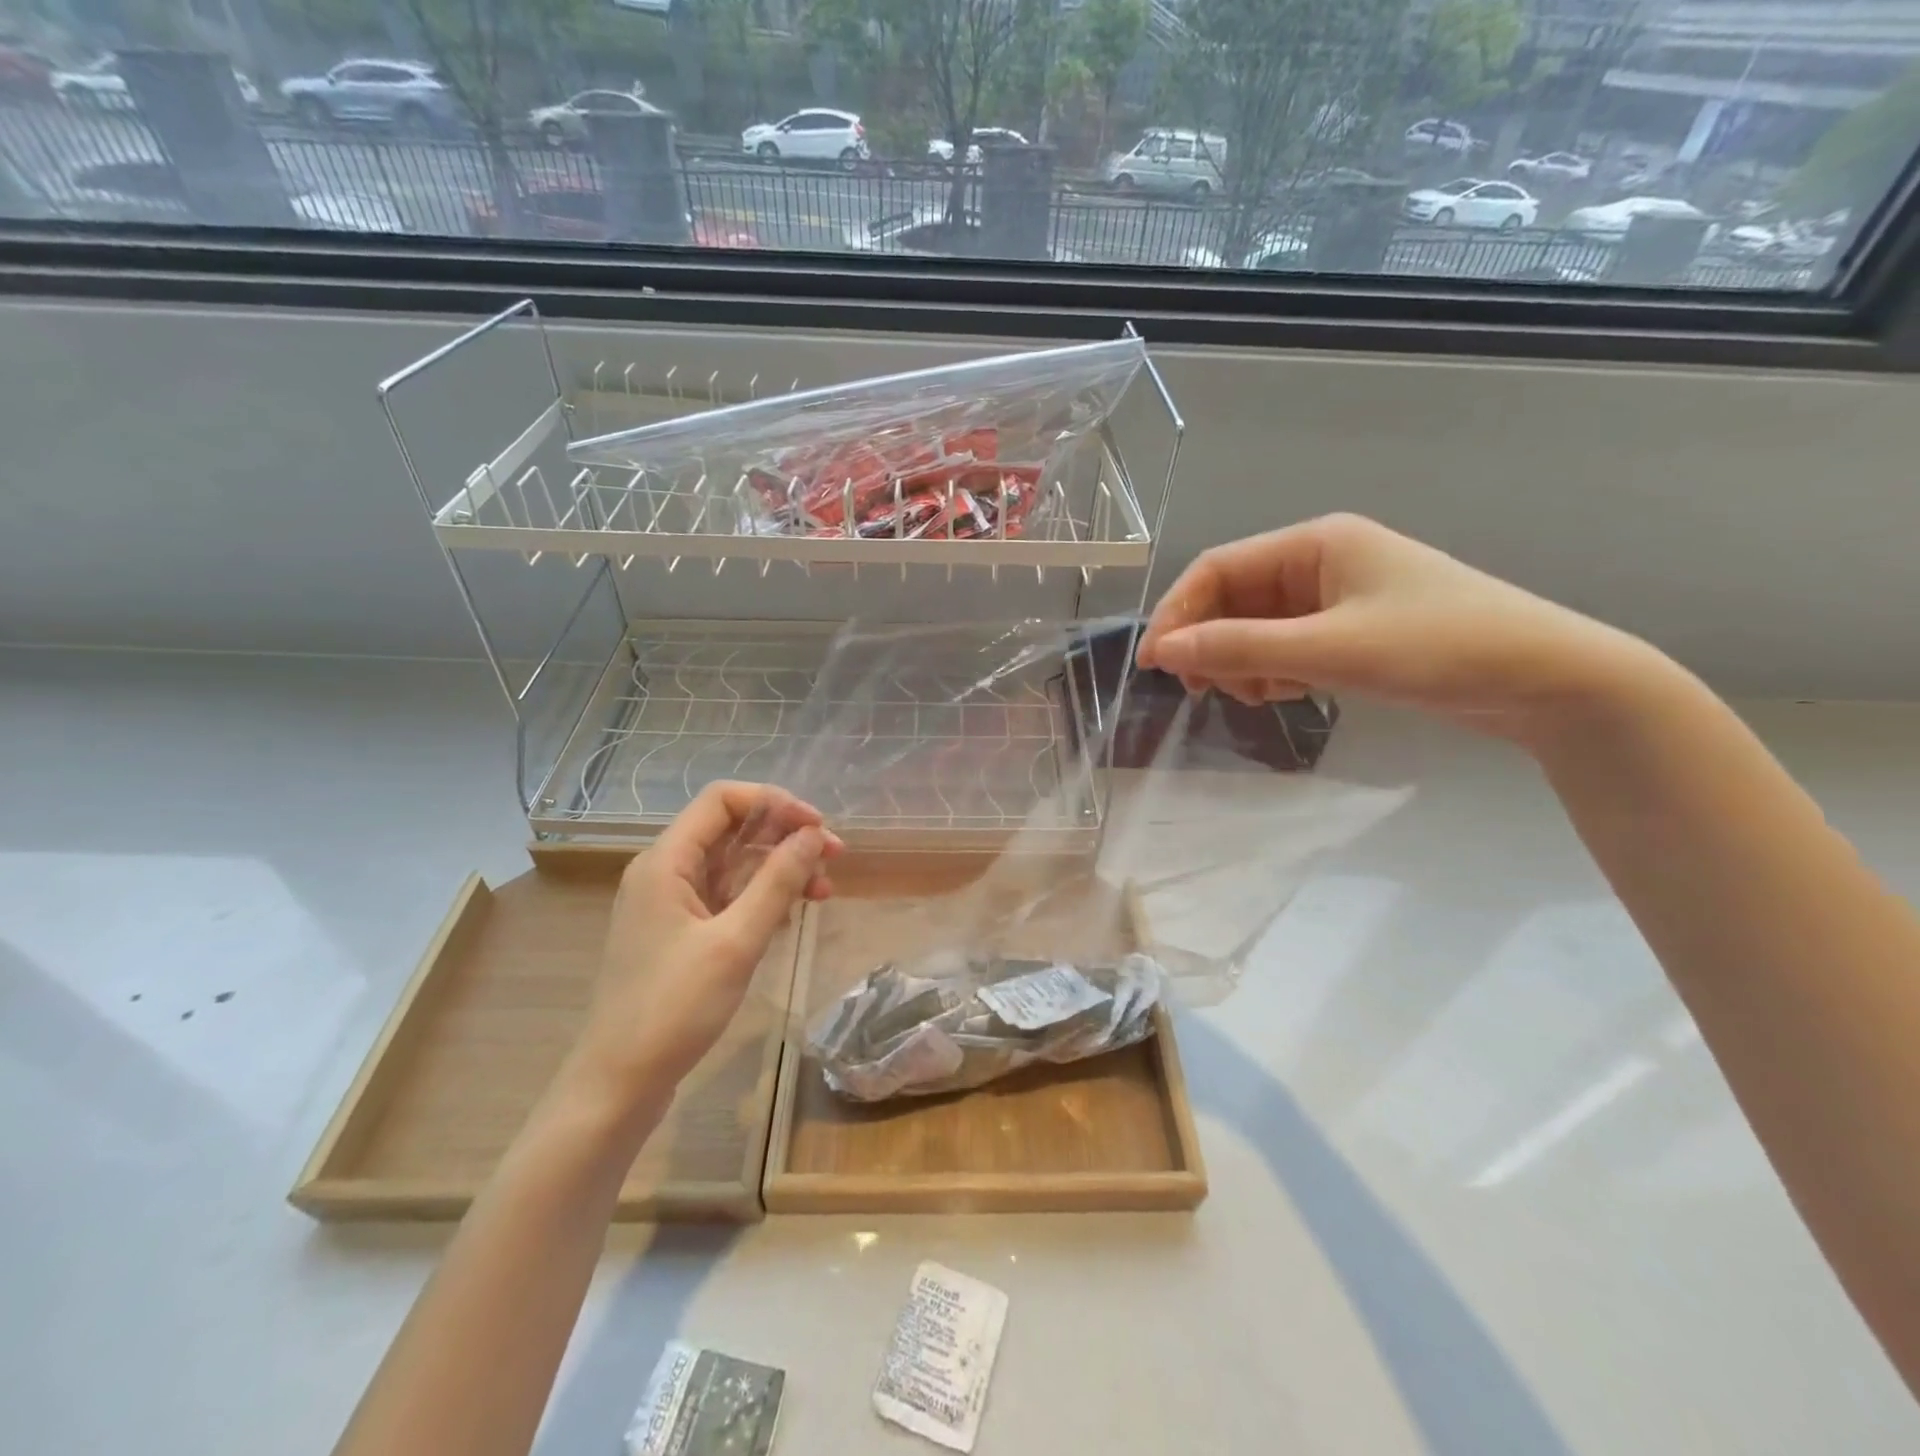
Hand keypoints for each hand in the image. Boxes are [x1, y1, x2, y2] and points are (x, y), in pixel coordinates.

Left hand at [563, 782, 843, 1106]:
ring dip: (779, 869)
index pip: (722, 800)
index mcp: (666, 861)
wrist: (618, 1084)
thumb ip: (777, 882)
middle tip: (834, 859)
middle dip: (785, 837)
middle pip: (731, 830)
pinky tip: (792, 915)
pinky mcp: (680, 933)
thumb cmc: (673, 1008)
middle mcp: (665, 872)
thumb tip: (813, 835)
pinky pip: (727, 896)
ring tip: (823, 891)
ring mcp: (671, 904)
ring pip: (733, 865)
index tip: (818, 828)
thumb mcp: (735, 942)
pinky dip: (762, 897)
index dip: (774, 803)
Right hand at [1136, 514, 1657, 748]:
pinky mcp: (1352, 631)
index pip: (1217, 568)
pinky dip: (1271, 670)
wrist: (1548, 680)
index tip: (1154, 663)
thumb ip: (1241, 647)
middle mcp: (1320, 562)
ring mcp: (1337, 598)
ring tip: (1254, 696)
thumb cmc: (1439, 648)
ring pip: (1256, 626)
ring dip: (1240, 661)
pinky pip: (1285, 645)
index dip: (1178, 612)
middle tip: (1202, 689)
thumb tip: (1163, 650)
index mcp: (1314, 543)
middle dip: (1210, 642)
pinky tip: (1284, 693)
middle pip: (1233, 598)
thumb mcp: (1331, 649)